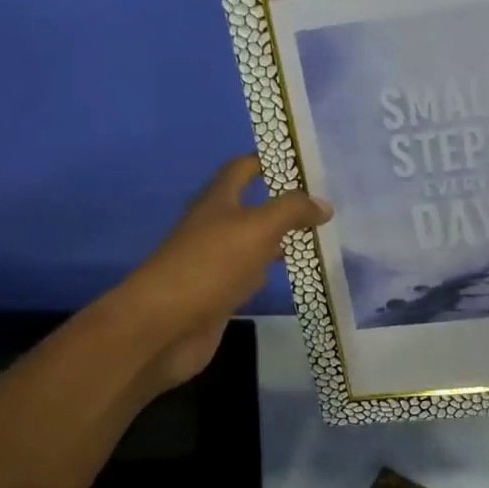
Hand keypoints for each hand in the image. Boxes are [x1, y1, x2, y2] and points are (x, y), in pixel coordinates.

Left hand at [120, 156, 329, 392]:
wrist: (164, 326)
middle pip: (251, 206)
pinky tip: (291, 276)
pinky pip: (249, 275)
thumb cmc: (211, 265)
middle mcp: (214, 226)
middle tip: (323, 206)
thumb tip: (323, 204)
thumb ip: (291, 211)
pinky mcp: (217, 293)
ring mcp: (214, 262)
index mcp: (217, 200)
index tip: (306, 165)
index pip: (243, 168)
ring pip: (252, 242)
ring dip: (279, 239)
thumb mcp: (257, 228)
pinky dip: (269, 272)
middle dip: (283, 204)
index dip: (270, 162)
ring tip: (318, 238)